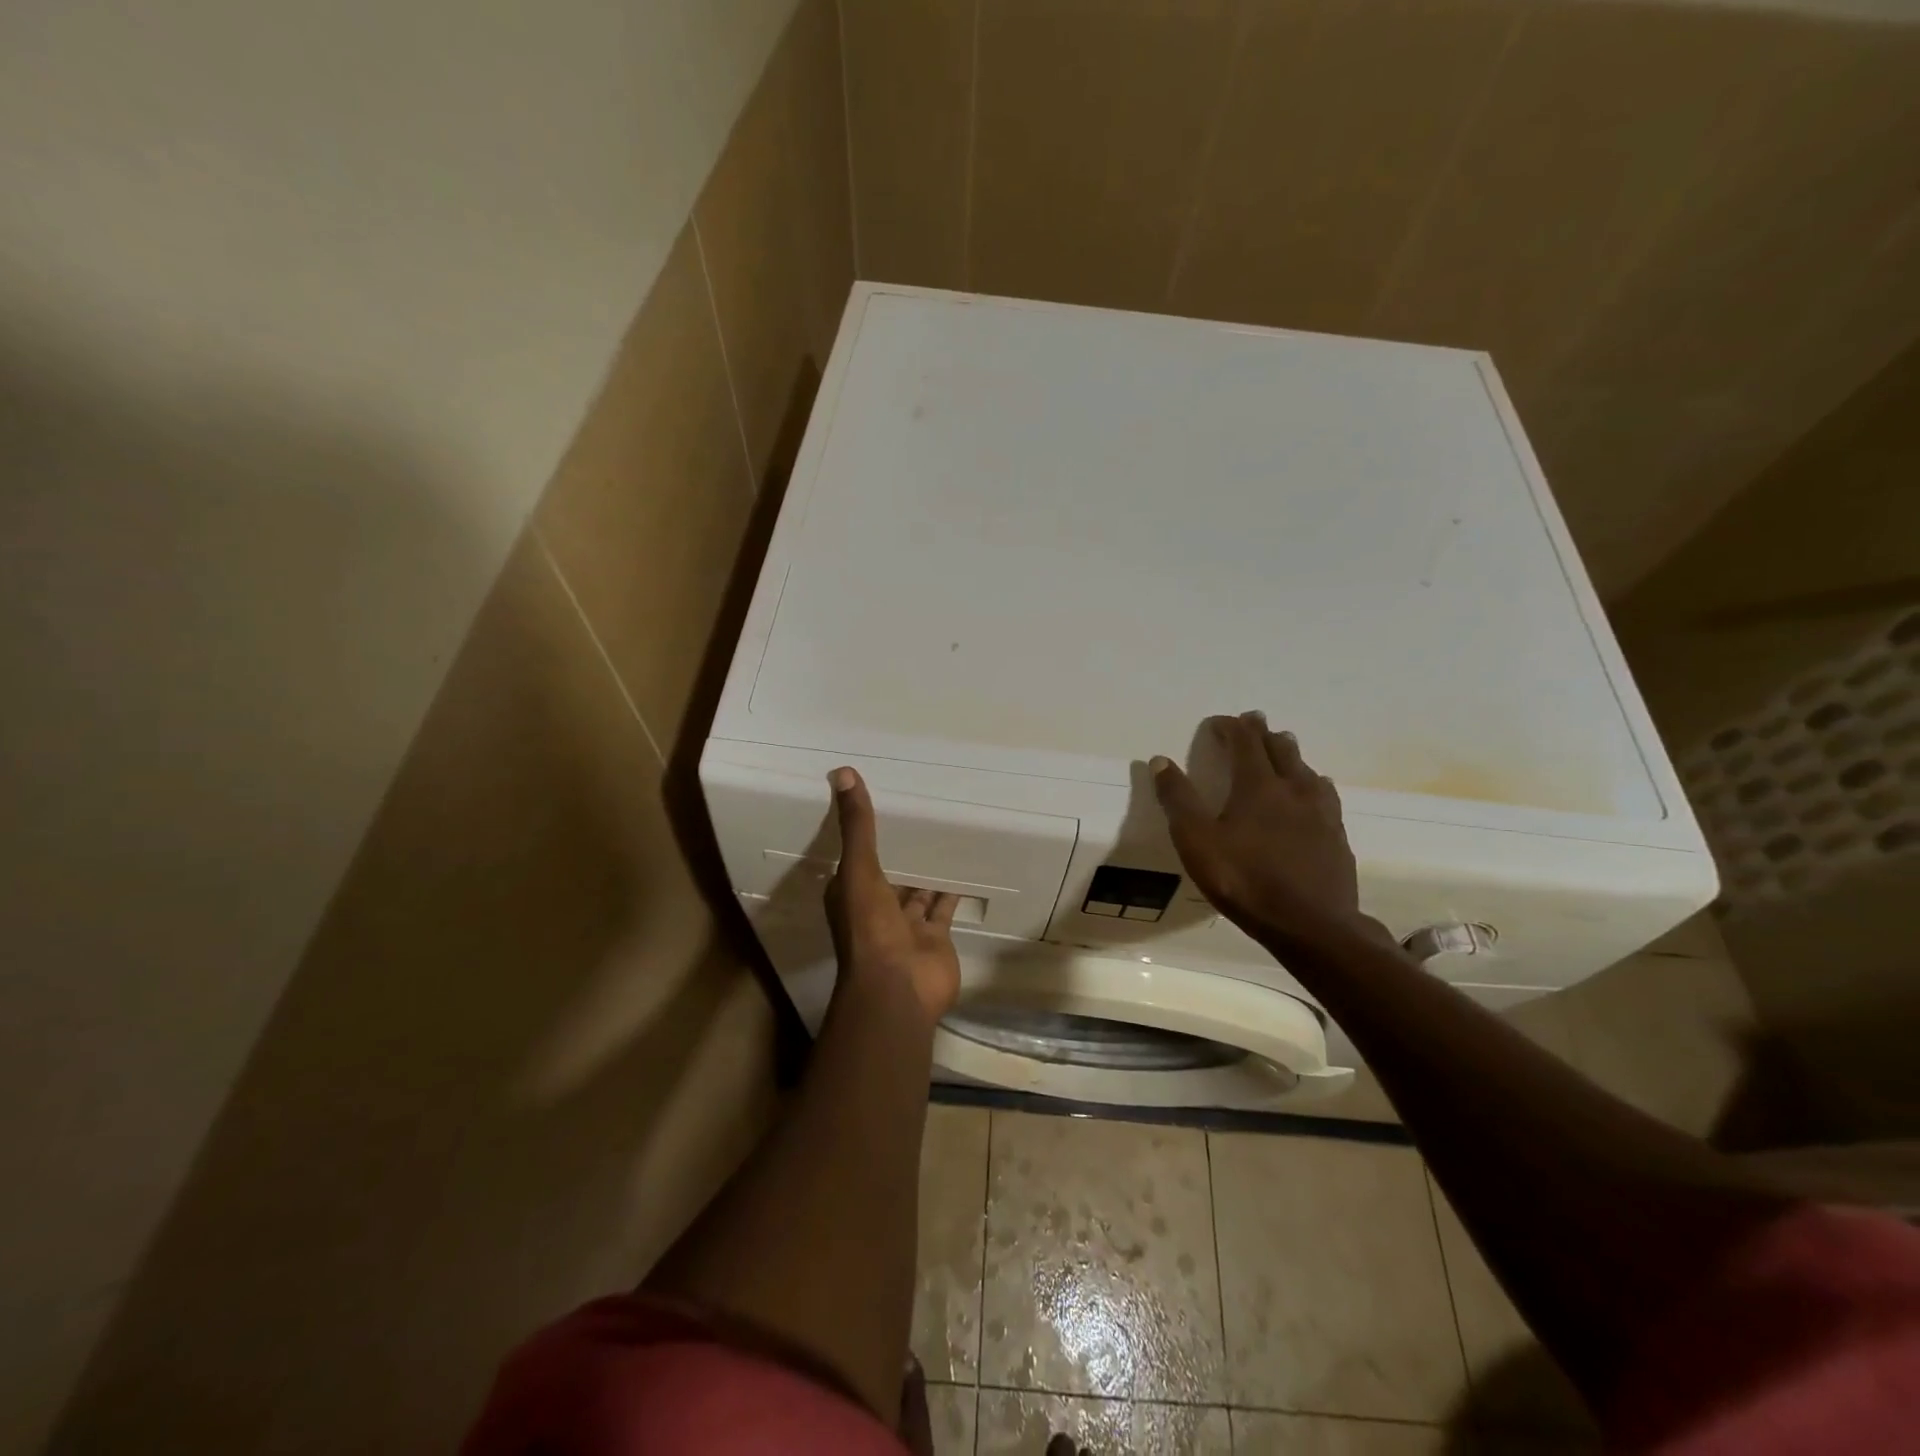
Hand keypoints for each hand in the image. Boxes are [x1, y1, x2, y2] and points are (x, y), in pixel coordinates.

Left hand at [825, 767, 962, 1023]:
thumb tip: (842, 773)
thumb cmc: (870, 928)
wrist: (898, 989)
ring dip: (927, 869)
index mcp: (850, 893)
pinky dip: (952, 890)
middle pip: (889, 872)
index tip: (879, 805)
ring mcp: (906, 925)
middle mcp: (876, 907)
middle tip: (920, 813)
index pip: (855, 857)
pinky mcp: (935, 936)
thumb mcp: (858, 869)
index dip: (863, 834)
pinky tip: (965, 865)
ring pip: (917, 890)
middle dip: (901, 850)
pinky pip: (944, 907)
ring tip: (945, 833)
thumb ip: (856, 826)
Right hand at [1151, 712, 1384, 950]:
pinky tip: (1312, 792)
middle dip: (1261, 732)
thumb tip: (1160, 760)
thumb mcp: (1197, 842)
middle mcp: (1294, 787)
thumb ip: (1178, 799)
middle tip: (1251, 723)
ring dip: (1288, 753)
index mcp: (1258, 785)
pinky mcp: (1337, 834)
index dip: (1229, 726)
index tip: (1216, 723)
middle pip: (1279, 747)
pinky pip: (1324, 794)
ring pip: (1305, 768)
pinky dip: (1310, 782)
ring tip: (1280, 750)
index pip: (1244, 740)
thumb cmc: (1246, 880)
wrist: (1312, 925)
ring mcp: (1321, 811)